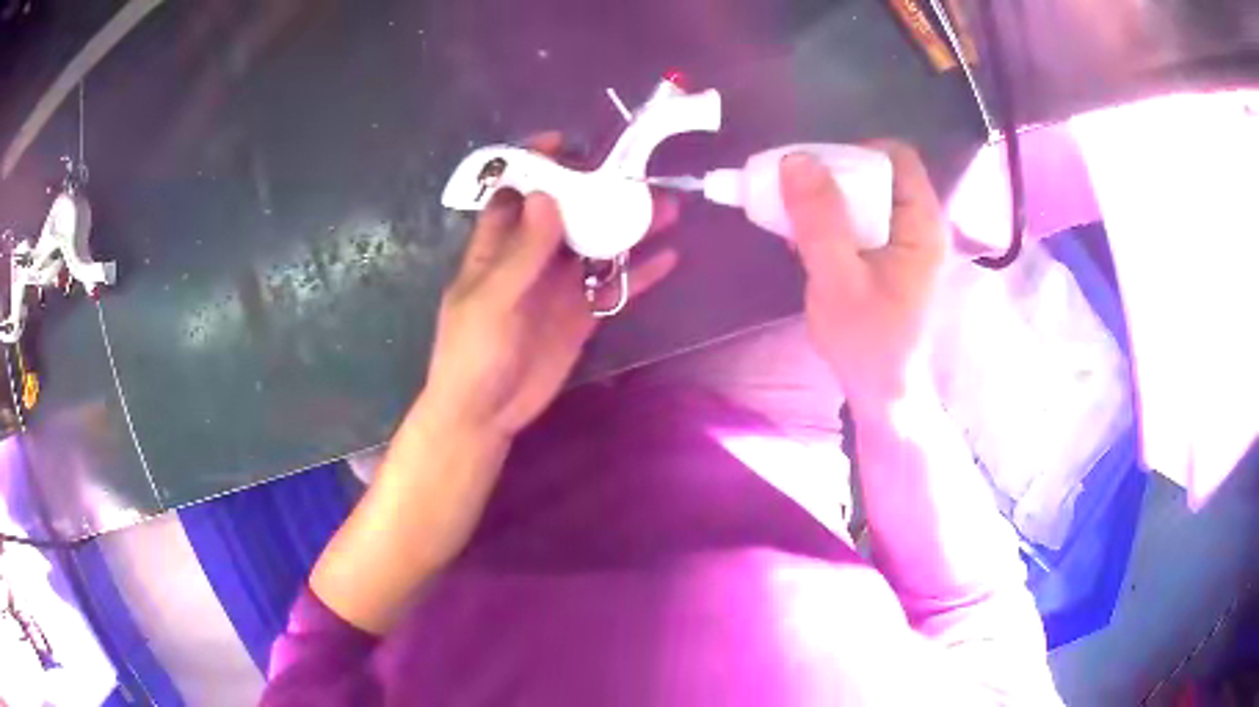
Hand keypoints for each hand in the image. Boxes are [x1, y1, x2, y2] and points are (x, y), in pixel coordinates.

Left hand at [310, 134, 677, 633]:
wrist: (485, 413)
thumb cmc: (472, 354)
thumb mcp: (490, 301)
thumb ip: (520, 252)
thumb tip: (550, 196)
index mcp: (498, 245)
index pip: (519, 191)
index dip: (539, 164)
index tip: (570, 144)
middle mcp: (532, 256)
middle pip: (569, 211)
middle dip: (600, 190)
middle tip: (638, 176)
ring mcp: (559, 284)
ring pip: (598, 244)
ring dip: (628, 227)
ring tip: (665, 209)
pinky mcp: (581, 313)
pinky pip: (614, 285)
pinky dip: (640, 274)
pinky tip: (669, 259)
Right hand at [781, 142, 946, 409]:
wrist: (882, 393)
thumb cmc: (868, 343)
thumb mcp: (838, 281)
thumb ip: (819, 221)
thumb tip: (794, 160)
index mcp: (922, 223)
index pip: (895, 157)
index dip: (853, 154)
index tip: (813, 175)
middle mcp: (919, 223)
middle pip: (876, 172)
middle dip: (831, 176)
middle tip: (792, 196)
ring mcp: (903, 240)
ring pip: (863, 195)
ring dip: (825, 199)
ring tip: (792, 219)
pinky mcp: (887, 255)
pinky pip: (858, 219)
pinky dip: (829, 220)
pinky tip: (804, 240)